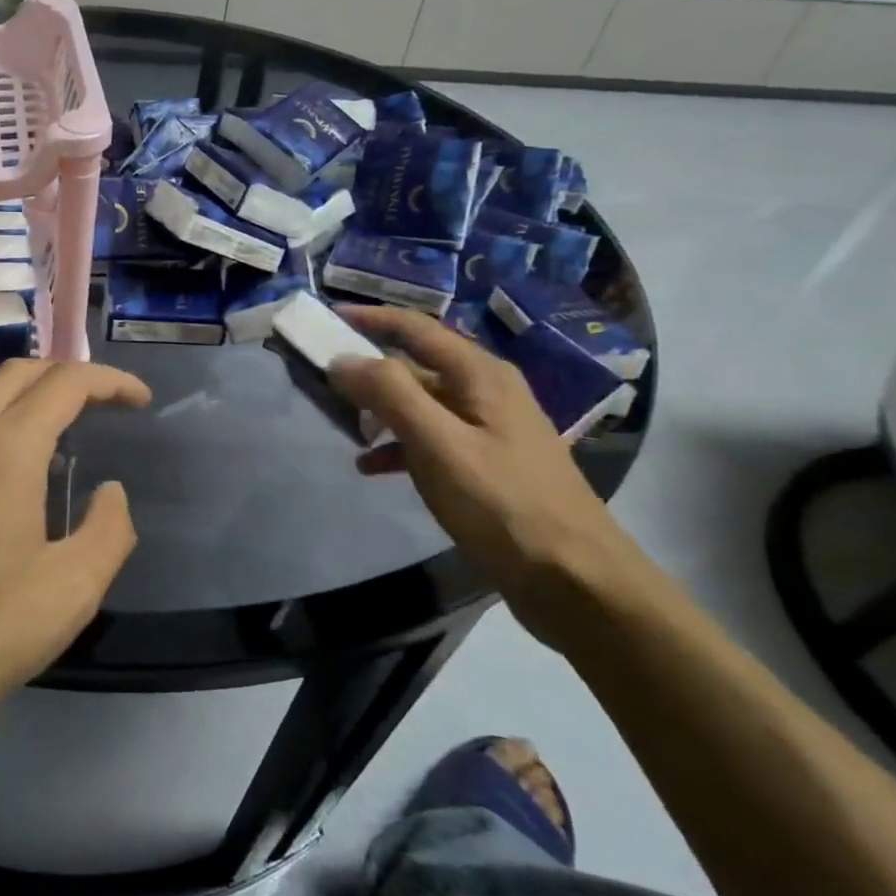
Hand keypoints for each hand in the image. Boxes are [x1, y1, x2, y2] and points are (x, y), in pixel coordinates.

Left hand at [0, 360, 151, 767]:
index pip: (64, 384)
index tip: (140, 401)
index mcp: (4, 453)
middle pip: (21, 371)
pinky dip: (6, 415)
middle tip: (108, 401)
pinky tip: (24, 460)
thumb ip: (109, 529)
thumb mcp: (71, 591)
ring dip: (35, 391)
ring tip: (72, 424)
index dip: (110, 381)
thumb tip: (110, 492)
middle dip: (71, 374)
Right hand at [327, 306, 648, 647]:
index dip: (370, 318)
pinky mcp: (486, 463)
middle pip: (416, 364)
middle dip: (368, 369)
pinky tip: (372, 467)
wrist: (573, 578)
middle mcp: (485, 390)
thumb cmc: (503, 504)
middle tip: (323, 381)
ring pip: (421, 403)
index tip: (326, 317)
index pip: (415, 328)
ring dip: (380, 410)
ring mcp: (488, 428)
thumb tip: (342, 359)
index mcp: (480, 374)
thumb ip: (390, 395)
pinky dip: (399, 445)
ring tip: (342, 427)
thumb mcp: (439, 444)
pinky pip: (431, 438)